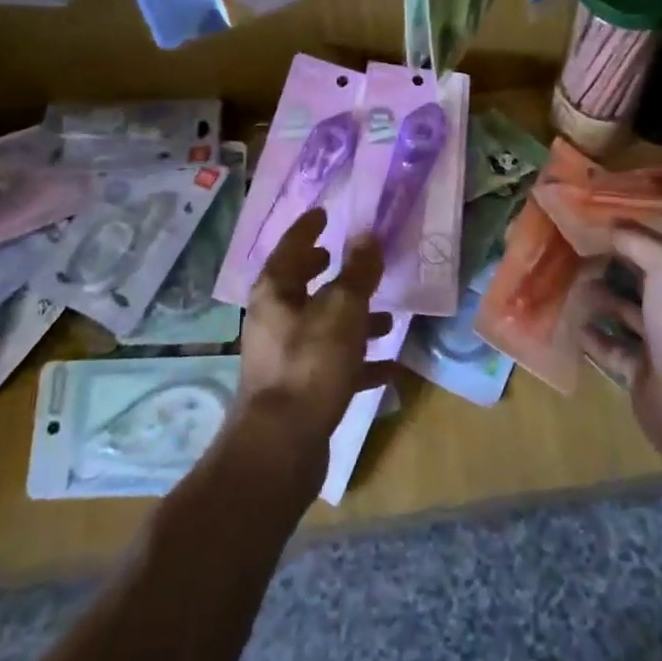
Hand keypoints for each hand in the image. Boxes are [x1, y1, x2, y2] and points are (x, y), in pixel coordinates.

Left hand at [237, 208, 393, 471]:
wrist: (281, 447)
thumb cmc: (311, 364)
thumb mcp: (343, 310)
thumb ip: (358, 272)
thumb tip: (366, 234)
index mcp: (275, 292)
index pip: (290, 246)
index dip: (308, 228)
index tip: (325, 213)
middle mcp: (274, 320)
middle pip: (301, 286)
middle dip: (326, 272)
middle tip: (345, 257)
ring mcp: (284, 357)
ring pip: (321, 326)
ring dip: (352, 318)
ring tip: (387, 318)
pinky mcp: (298, 390)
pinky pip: (332, 365)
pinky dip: (357, 361)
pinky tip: (387, 368)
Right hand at [575, 226, 661, 464]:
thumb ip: (639, 241)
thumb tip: (612, 224)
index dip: (634, 240)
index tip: (600, 227)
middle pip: (643, 286)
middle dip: (615, 270)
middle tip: (578, 254)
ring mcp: (660, 346)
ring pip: (626, 316)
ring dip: (602, 302)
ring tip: (571, 284)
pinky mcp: (640, 374)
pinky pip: (612, 350)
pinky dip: (593, 338)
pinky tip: (571, 323)